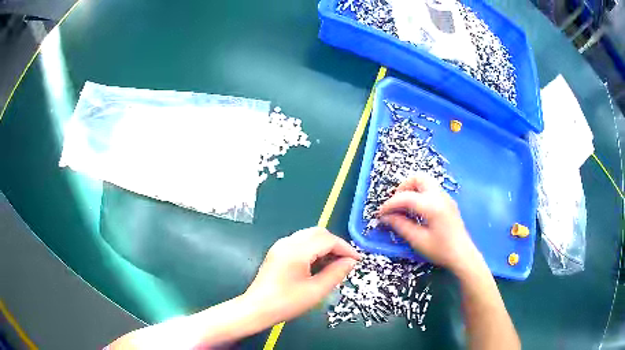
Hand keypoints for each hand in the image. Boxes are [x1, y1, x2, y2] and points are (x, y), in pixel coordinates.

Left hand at [243, 227, 359, 325]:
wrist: (257, 309)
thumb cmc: (286, 302)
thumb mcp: (316, 291)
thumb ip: (336, 273)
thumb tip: (350, 262)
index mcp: (296, 250)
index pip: (327, 239)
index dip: (345, 248)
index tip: (357, 260)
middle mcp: (287, 242)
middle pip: (318, 233)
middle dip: (335, 244)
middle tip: (346, 261)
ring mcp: (281, 246)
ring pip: (309, 236)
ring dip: (325, 246)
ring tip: (335, 264)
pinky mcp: (277, 252)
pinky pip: (301, 243)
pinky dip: (314, 249)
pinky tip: (319, 264)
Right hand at [378, 173, 482, 273]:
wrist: (463, 256)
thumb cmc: (441, 250)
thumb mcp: (418, 240)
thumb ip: (400, 226)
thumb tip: (385, 217)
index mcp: (432, 205)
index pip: (405, 197)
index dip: (389, 205)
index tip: (380, 214)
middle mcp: (440, 196)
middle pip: (418, 178)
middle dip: (403, 188)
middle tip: (395, 205)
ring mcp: (446, 197)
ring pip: (426, 182)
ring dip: (412, 190)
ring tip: (404, 208)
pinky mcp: (448, 202)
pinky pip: (431, 190)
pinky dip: (420, 194)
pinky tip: (417, 211)